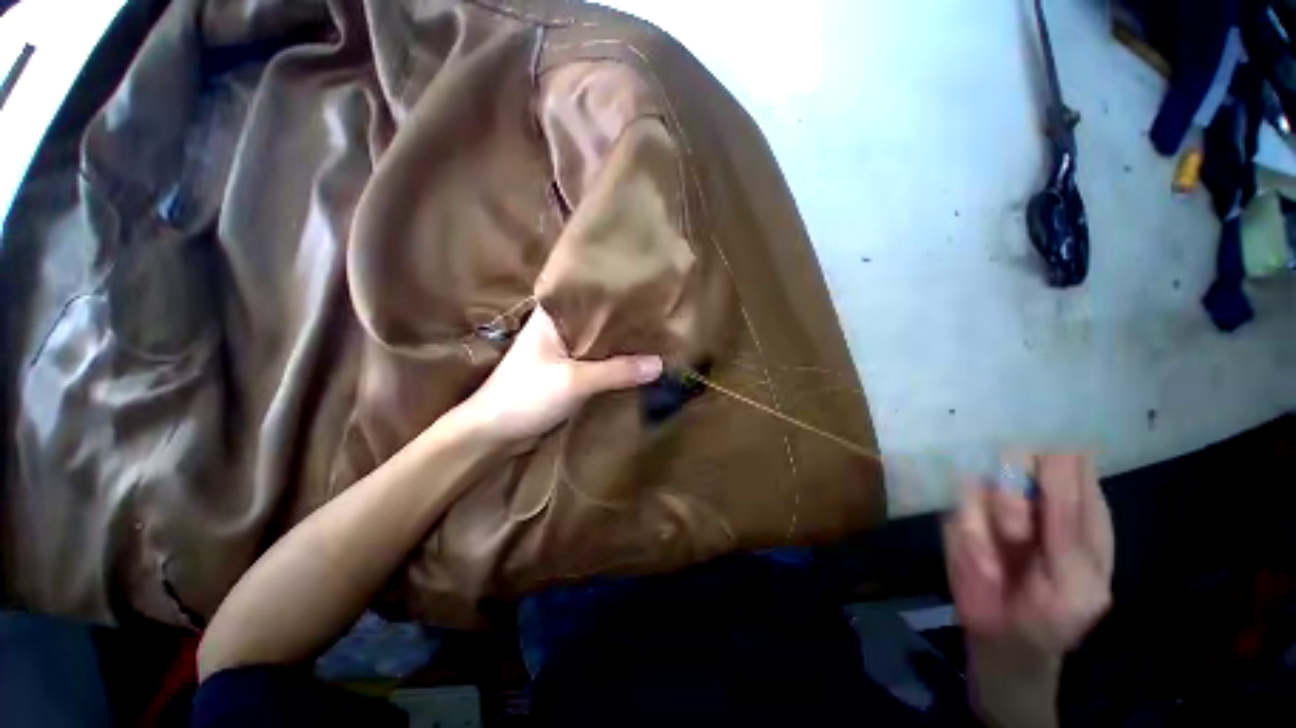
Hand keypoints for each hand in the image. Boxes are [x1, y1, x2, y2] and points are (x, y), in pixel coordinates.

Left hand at [453, 306, 662, 442]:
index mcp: (553, 316)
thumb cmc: (526, 396)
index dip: (619, 293)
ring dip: (621, 344)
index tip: (648, 291)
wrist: (494, 433)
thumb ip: (617, 371)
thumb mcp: (575, 381)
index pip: (591, 293)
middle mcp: (559, 328)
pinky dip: (614, 362)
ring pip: (599, 342)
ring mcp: (563, 351)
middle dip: (626, 320)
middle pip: (599, 319)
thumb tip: (660, 363)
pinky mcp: (567, 372)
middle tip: (661, 315)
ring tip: (656, 335)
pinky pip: (597, 361)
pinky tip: (637, 361)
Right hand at [944, 453, 1112, 655]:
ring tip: (1007, 550)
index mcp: (1079, 506)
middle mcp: (1034, 495)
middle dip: (1016, 489)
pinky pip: (960, 506)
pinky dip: (972, 536)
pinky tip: (986, 565)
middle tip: (1021, 530)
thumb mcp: (1079, 582)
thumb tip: (1064, 454)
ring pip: (985, 478)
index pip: (1068, 456)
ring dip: (995, 514)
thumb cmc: (1058, 615)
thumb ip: (1070, 525)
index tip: (1047, 491)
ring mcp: (994, 503)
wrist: (1005, 639)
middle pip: (1018, 455)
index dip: (1055, 464)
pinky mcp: (962, 516)